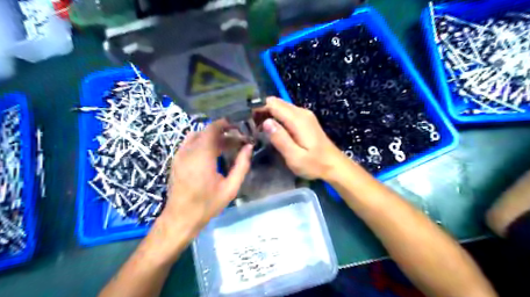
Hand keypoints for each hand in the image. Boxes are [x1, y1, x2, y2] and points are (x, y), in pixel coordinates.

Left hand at [157, 119, 251, 237]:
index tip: (239, 127)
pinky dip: (202, 142)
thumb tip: (249, 147)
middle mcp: (188, 151)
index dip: (226, 124)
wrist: (180, 218)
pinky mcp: (175, 160)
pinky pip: (190, 143)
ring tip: (226, 146)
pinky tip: (212, 153)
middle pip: (206, 131)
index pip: (212, 129)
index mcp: (202, 156)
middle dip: (223, 132)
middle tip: (237, 140)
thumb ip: (242, 165)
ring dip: (212, 137)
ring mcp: (179, 154)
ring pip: (197, 136)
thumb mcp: (231, 187)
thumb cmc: (207, 204)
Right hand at [259, 97, 347, 180]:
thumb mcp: (295, 157)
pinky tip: (273, 129)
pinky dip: (277, 117)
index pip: (273, 104)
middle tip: (252, 126)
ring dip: (269, 114)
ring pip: (281, 106)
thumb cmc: (314, 164)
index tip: (248, 120)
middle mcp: (301, 112)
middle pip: (276, 103)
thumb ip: (280, 139)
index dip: (259, 109)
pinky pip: (287, 112)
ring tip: (259, 128)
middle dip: (262, 111)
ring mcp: (305, 115)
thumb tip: (266, 122)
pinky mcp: (305, 120)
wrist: (334, 165)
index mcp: (298, 119)